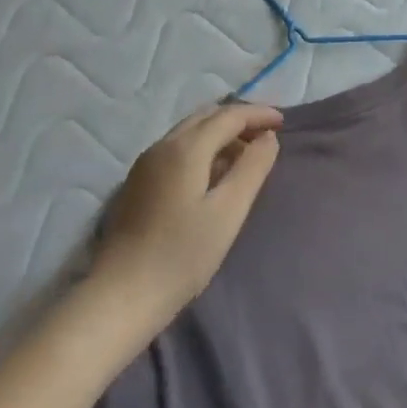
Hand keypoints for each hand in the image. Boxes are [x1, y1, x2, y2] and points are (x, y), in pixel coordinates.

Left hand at [90, 101, 282, 322]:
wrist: (123, 293)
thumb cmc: (183, 254)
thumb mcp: (228, 211)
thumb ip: (252, 168)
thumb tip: (268, 138)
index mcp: (185, 148)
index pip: (228, 116)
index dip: (258, 114)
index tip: (284, 122)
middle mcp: (163, 145)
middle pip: (206, 117)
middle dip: (239, 119)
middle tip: (267, 135)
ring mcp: (146, 163)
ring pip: (190, 131)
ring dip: (220, 133)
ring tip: (247, 154)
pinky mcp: (139, 181)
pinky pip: (178, 148)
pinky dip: (203, 147)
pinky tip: (215, 172)